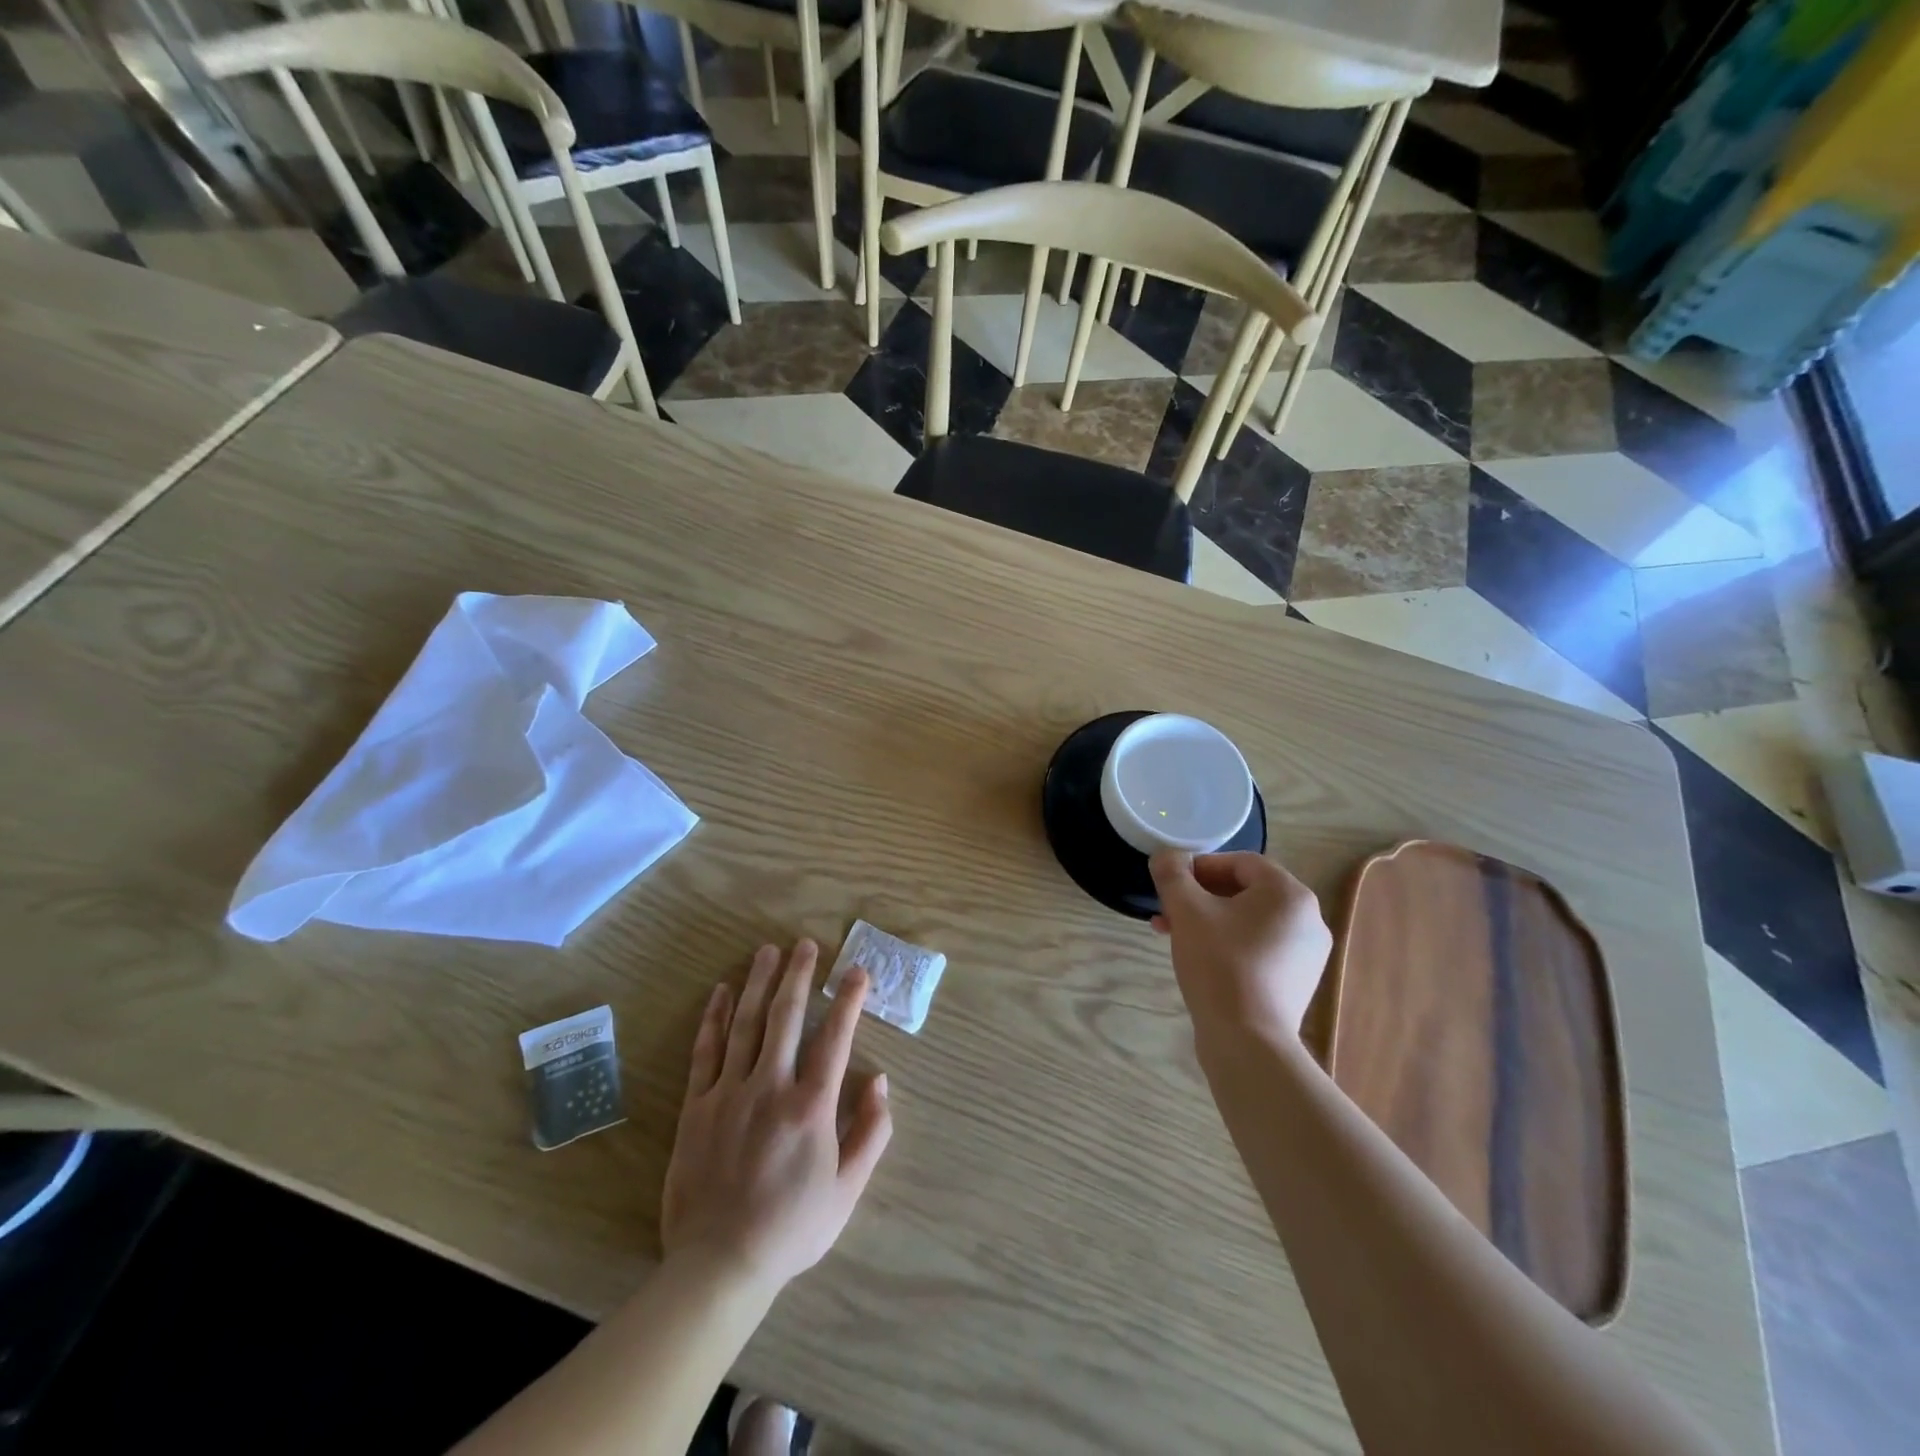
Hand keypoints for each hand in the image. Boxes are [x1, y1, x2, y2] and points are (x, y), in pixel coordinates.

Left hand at [661, 941, 891, 1292]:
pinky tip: (722, 992)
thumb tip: (880, 1082)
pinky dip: (715, 1018)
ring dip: (759, 983)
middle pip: (786, 1017)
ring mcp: (729, 1093)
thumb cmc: (791, 1228)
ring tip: (767, 951)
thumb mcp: (847, 1190)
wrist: (719, 1265)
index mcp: (811, 1106)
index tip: (857, 971)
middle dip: (798, 976)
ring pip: (746, 1024)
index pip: (835, 1038)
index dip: (848, 1000)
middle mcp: (771, 1087)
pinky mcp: (697, 1106)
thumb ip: (871, 1133)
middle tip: (804, 944)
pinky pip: (706, 1051)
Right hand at [1149, 852, 1332, 1042]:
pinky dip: (1228, 944)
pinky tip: (1200, 959)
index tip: (1171, 882)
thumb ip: (1172, 874)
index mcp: (1290, 894)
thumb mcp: (1187, 910)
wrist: (1247, 1041)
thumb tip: (1166, 857)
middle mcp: (1308, 919)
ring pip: (1249, 921)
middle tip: (1167, 910)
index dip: (1201, 866)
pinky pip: (1259, 948)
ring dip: (1209, 920)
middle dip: (1200, 897)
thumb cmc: (1219, 964)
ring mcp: (1306, 954)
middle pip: (1245, 892)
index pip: (1241, 862)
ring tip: (1174, 935)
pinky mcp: (1296, 982)